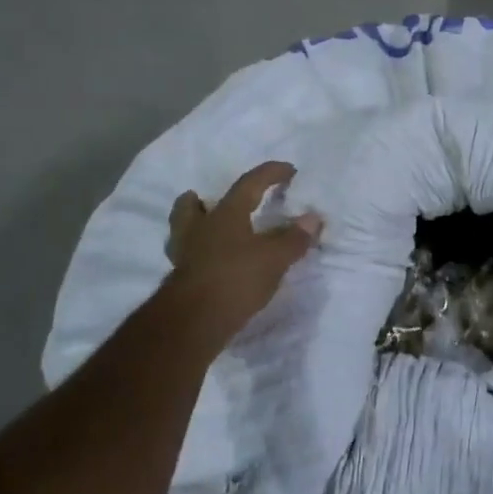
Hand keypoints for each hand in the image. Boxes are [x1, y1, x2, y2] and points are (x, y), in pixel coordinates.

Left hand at [163, 161, 322, 346]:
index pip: (249, 183)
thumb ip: (294, 238)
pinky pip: (186, 257)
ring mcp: (184, 254)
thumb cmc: (236, 280)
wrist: (193, 323)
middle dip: (201, 200)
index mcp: (226, 214)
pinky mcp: (179, 280)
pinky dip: (196, 254)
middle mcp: (200, 228)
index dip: (270, 173)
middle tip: (209, 199)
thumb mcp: (274, 259)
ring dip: (193, 225)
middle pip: (192, 206)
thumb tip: (313, 218)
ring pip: (182, 230)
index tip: (289, 170)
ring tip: (206, 230)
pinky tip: (208, 263)